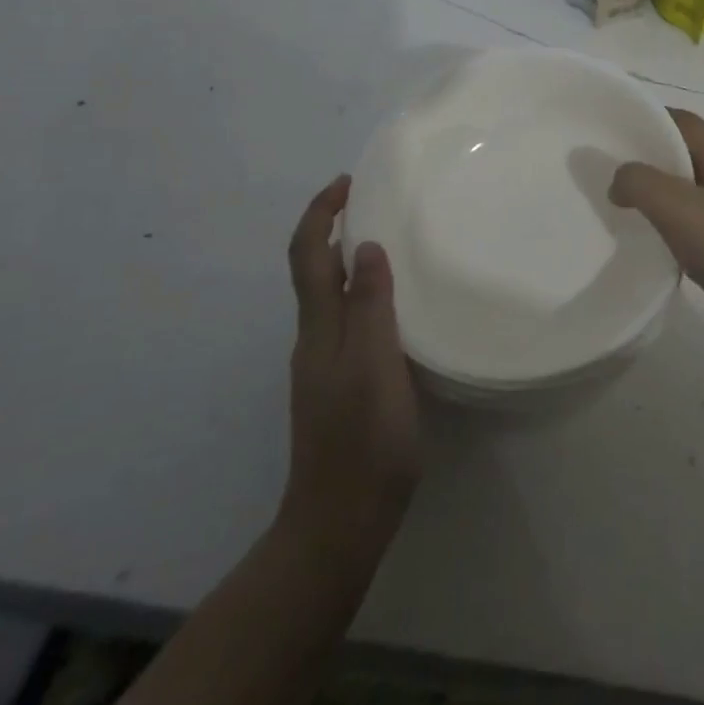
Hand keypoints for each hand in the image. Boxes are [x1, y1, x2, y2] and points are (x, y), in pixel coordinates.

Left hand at [281, 176, 420, 557]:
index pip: (308, 254)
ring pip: (330, 298)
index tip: (347, 183)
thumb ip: (369, 305)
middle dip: (334, 229)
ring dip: (348, 262)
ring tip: (391, 246)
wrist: (340, 521)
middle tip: (377, 206)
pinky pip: (346, 323)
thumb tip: (363, 246)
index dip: (320, 213)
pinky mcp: (340, 387)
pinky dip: (362, 296)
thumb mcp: (375, 365)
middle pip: (313, 271)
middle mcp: (314, 340)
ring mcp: (324, 366)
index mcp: (319, 328)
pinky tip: (395, 308)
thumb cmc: (364, 440)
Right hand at [610, 109, 703, 365]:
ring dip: (665, 196)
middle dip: (652, 158)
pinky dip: (680, 229)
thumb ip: (640, 183)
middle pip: (691, 155)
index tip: (612, 130)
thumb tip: (620, 179)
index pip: (685, 122)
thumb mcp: (678, 209)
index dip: (649, 117)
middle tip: (611, 173)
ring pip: (698, 194)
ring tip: (628, 210)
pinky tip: (662, 249)